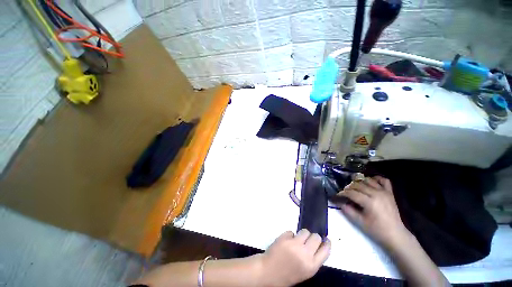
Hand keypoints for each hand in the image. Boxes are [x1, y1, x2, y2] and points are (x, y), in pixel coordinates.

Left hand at [254, 229, 330, 286]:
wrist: (269, 272)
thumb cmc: (287, 274)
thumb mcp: (305, 272)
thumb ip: (312, 260)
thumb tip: (317, 246)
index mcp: (312, 266)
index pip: (325, 250)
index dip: (326, 243)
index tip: (326, 239)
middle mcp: (305, 254)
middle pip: (316, 237)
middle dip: (313, 237)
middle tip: (308, 240)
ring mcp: (294, 244)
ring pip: (305, 231)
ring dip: (302, 234)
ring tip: (297, 240)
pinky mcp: (285, 237)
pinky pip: (292, 231)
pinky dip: (290, 235)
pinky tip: (287, 241)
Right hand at [336, 176, 409, 248]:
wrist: (396, 235)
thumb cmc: (377, 230)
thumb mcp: (360, 221)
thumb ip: (348, 210)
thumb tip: (339, 202)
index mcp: (370, 202)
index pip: (352, 193)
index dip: (342, 193)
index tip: (337, 195)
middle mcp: (377, 194)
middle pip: (358, 185)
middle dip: (349, 187)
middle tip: (344, 192)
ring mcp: (384, 192)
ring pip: (368, 180)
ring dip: (360, 182)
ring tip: (355, 187)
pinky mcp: (390, 192)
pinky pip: (383, 180)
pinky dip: (376, 179)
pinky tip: (370, 182)